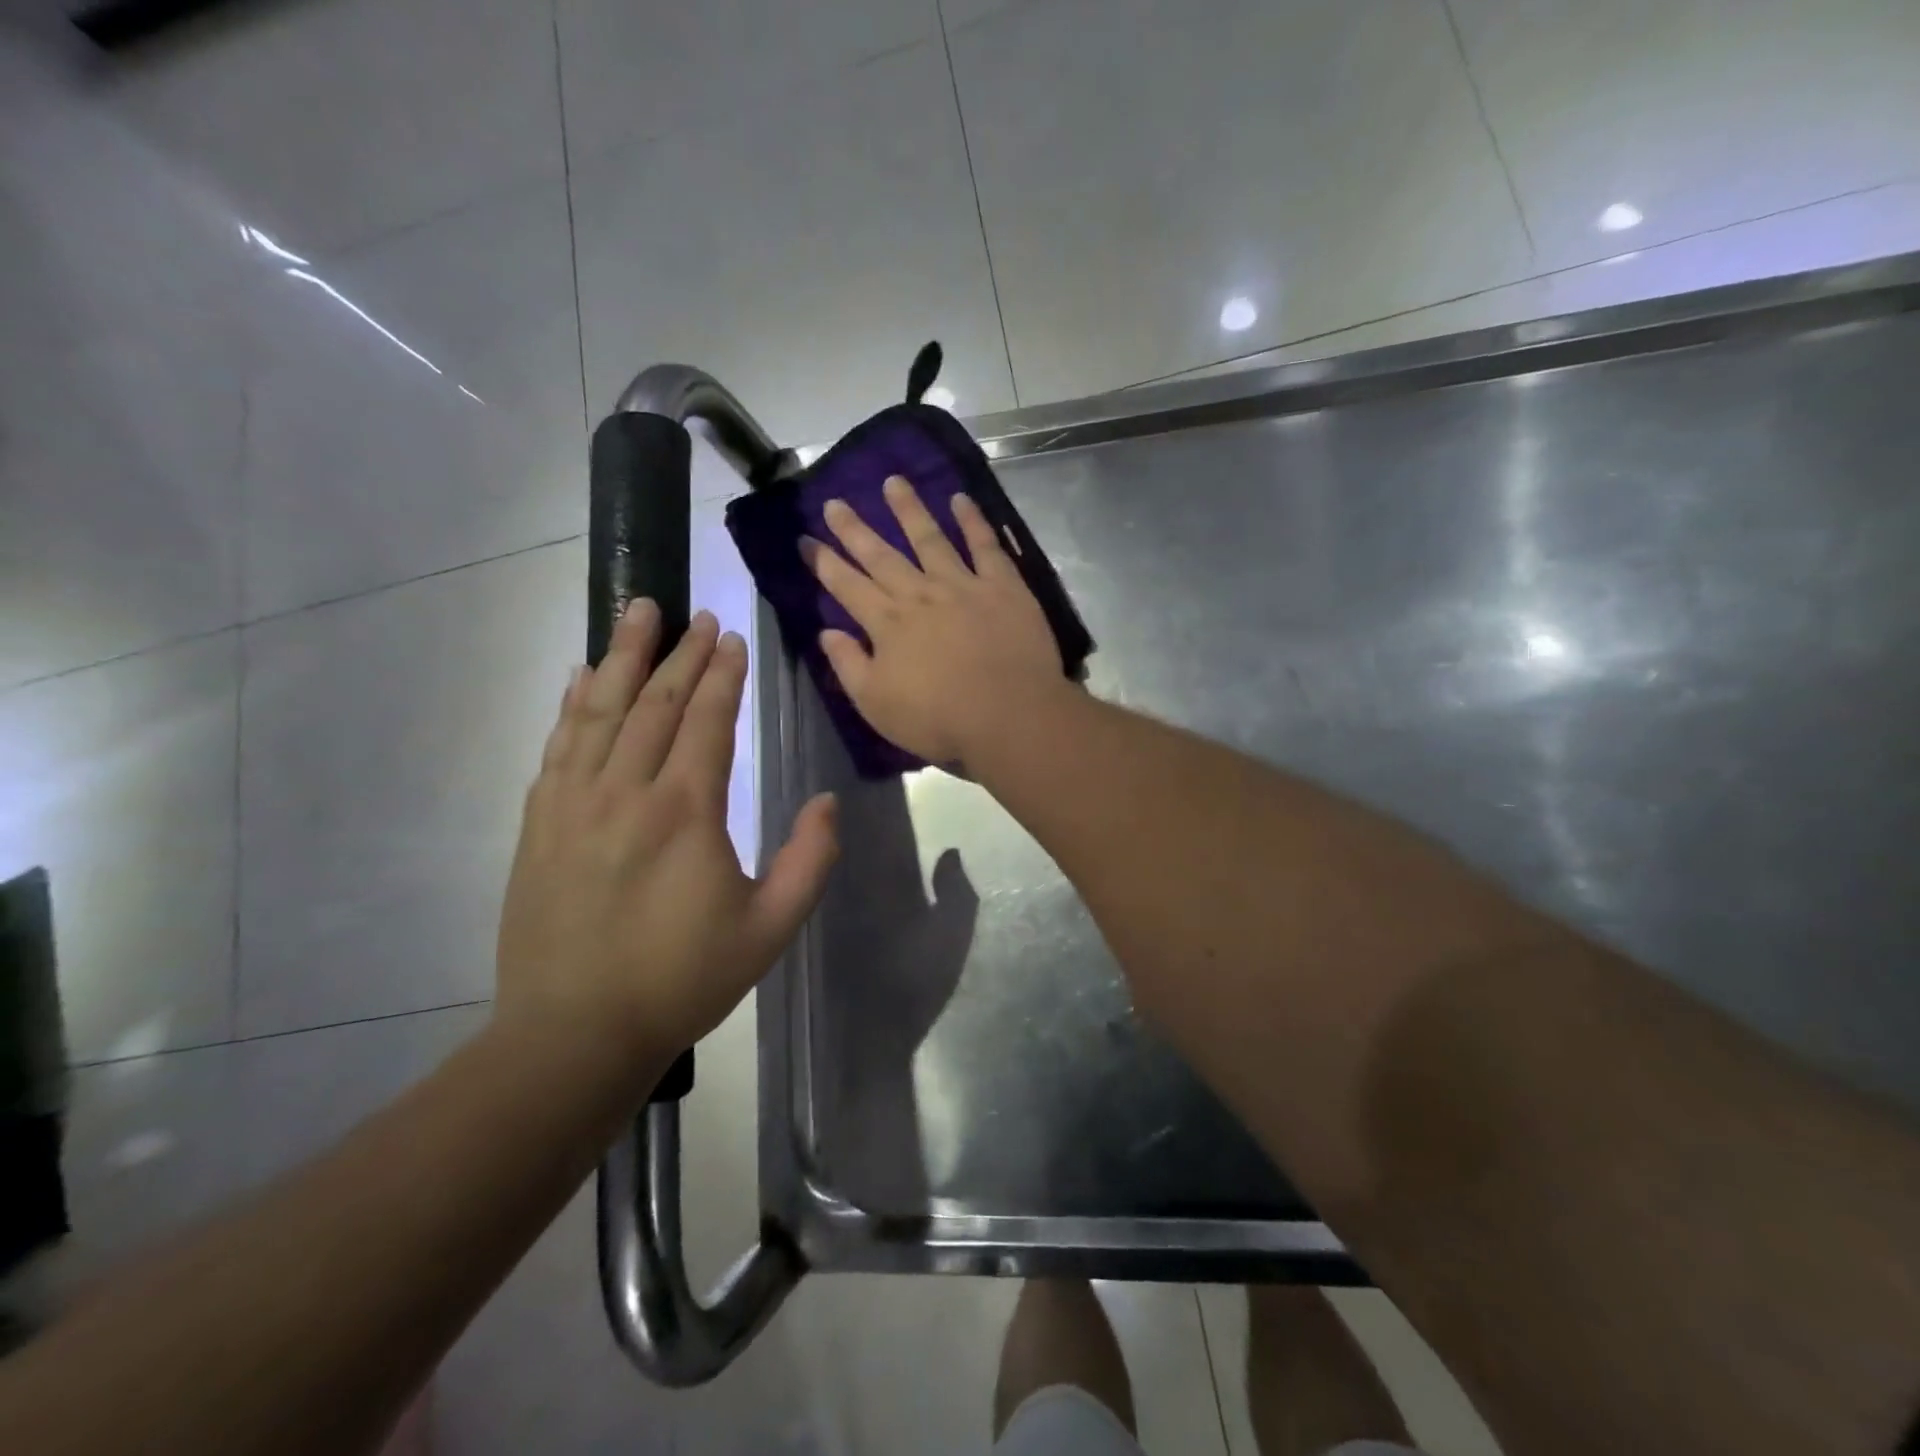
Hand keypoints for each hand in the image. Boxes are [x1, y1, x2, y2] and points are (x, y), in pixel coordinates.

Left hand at [495, 602, 837, 1067]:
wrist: (574, 1033)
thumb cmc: (682, 979)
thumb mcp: (770, 929)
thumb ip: (810, 861)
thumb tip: (829, 803)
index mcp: (685, 811)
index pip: (708, 721)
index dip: (723, 675)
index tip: (733, 637)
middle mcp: (625, 791)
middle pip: (656, 703)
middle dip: (681, 653)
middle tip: (696, 613)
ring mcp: (573, 803)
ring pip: (600, 710)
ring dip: (623, 656)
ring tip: (636, 612)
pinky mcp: (539, 823)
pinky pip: (559, 745)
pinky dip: (573, 703)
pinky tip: (581, 676)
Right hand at [805, 476, 1064, 765]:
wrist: (1009, 715)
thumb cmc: (938, 719)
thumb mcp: (876, 705)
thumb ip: (849, 666)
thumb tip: (826, 633)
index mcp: (887, 624)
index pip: (847, 586)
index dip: (824, 562)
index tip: (805, 539)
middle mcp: (919, 594)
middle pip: (881, 555)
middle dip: (855, 529)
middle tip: (835, 502)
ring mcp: (962, 585)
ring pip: (929, 538)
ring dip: (909, 509)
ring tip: (893, 481)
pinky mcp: (1003, 586)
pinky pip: (985, 545)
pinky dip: (972, 520)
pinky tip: (960, 499)